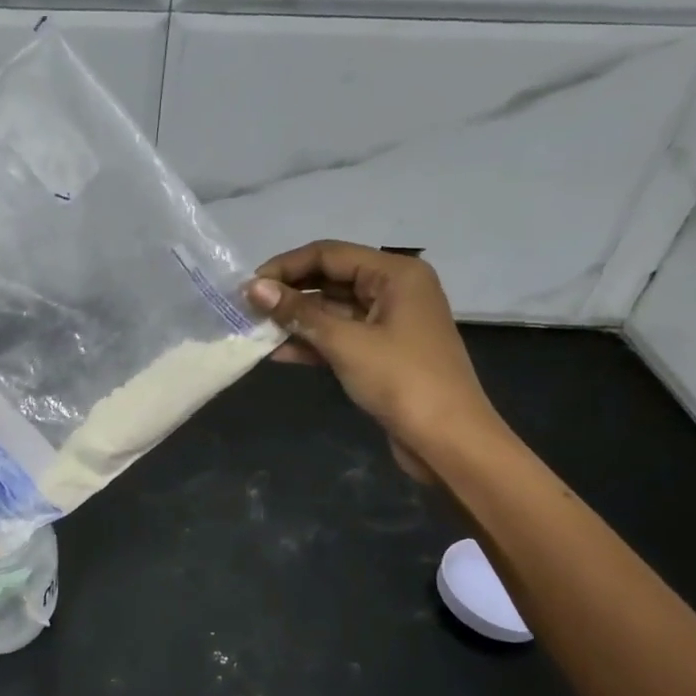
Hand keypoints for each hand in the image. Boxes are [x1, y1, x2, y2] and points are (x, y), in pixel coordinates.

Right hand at [245, 241, 502, 477]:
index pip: (329, 254)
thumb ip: (298, 312)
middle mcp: (394, 289)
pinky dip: (311, 342)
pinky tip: (277, 352)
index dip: (286, 266)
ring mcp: (389, 322)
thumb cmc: (402, 381)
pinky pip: (339, 335)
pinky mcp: (381, 351)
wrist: (448, 441)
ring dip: (295, 319)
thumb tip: (253, 288)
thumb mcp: (345, 342)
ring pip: (332, 309)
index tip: (248, 286)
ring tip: (254, 329)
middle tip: (247, 307)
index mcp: (396, 274)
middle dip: (289, 292)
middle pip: (330, 278)